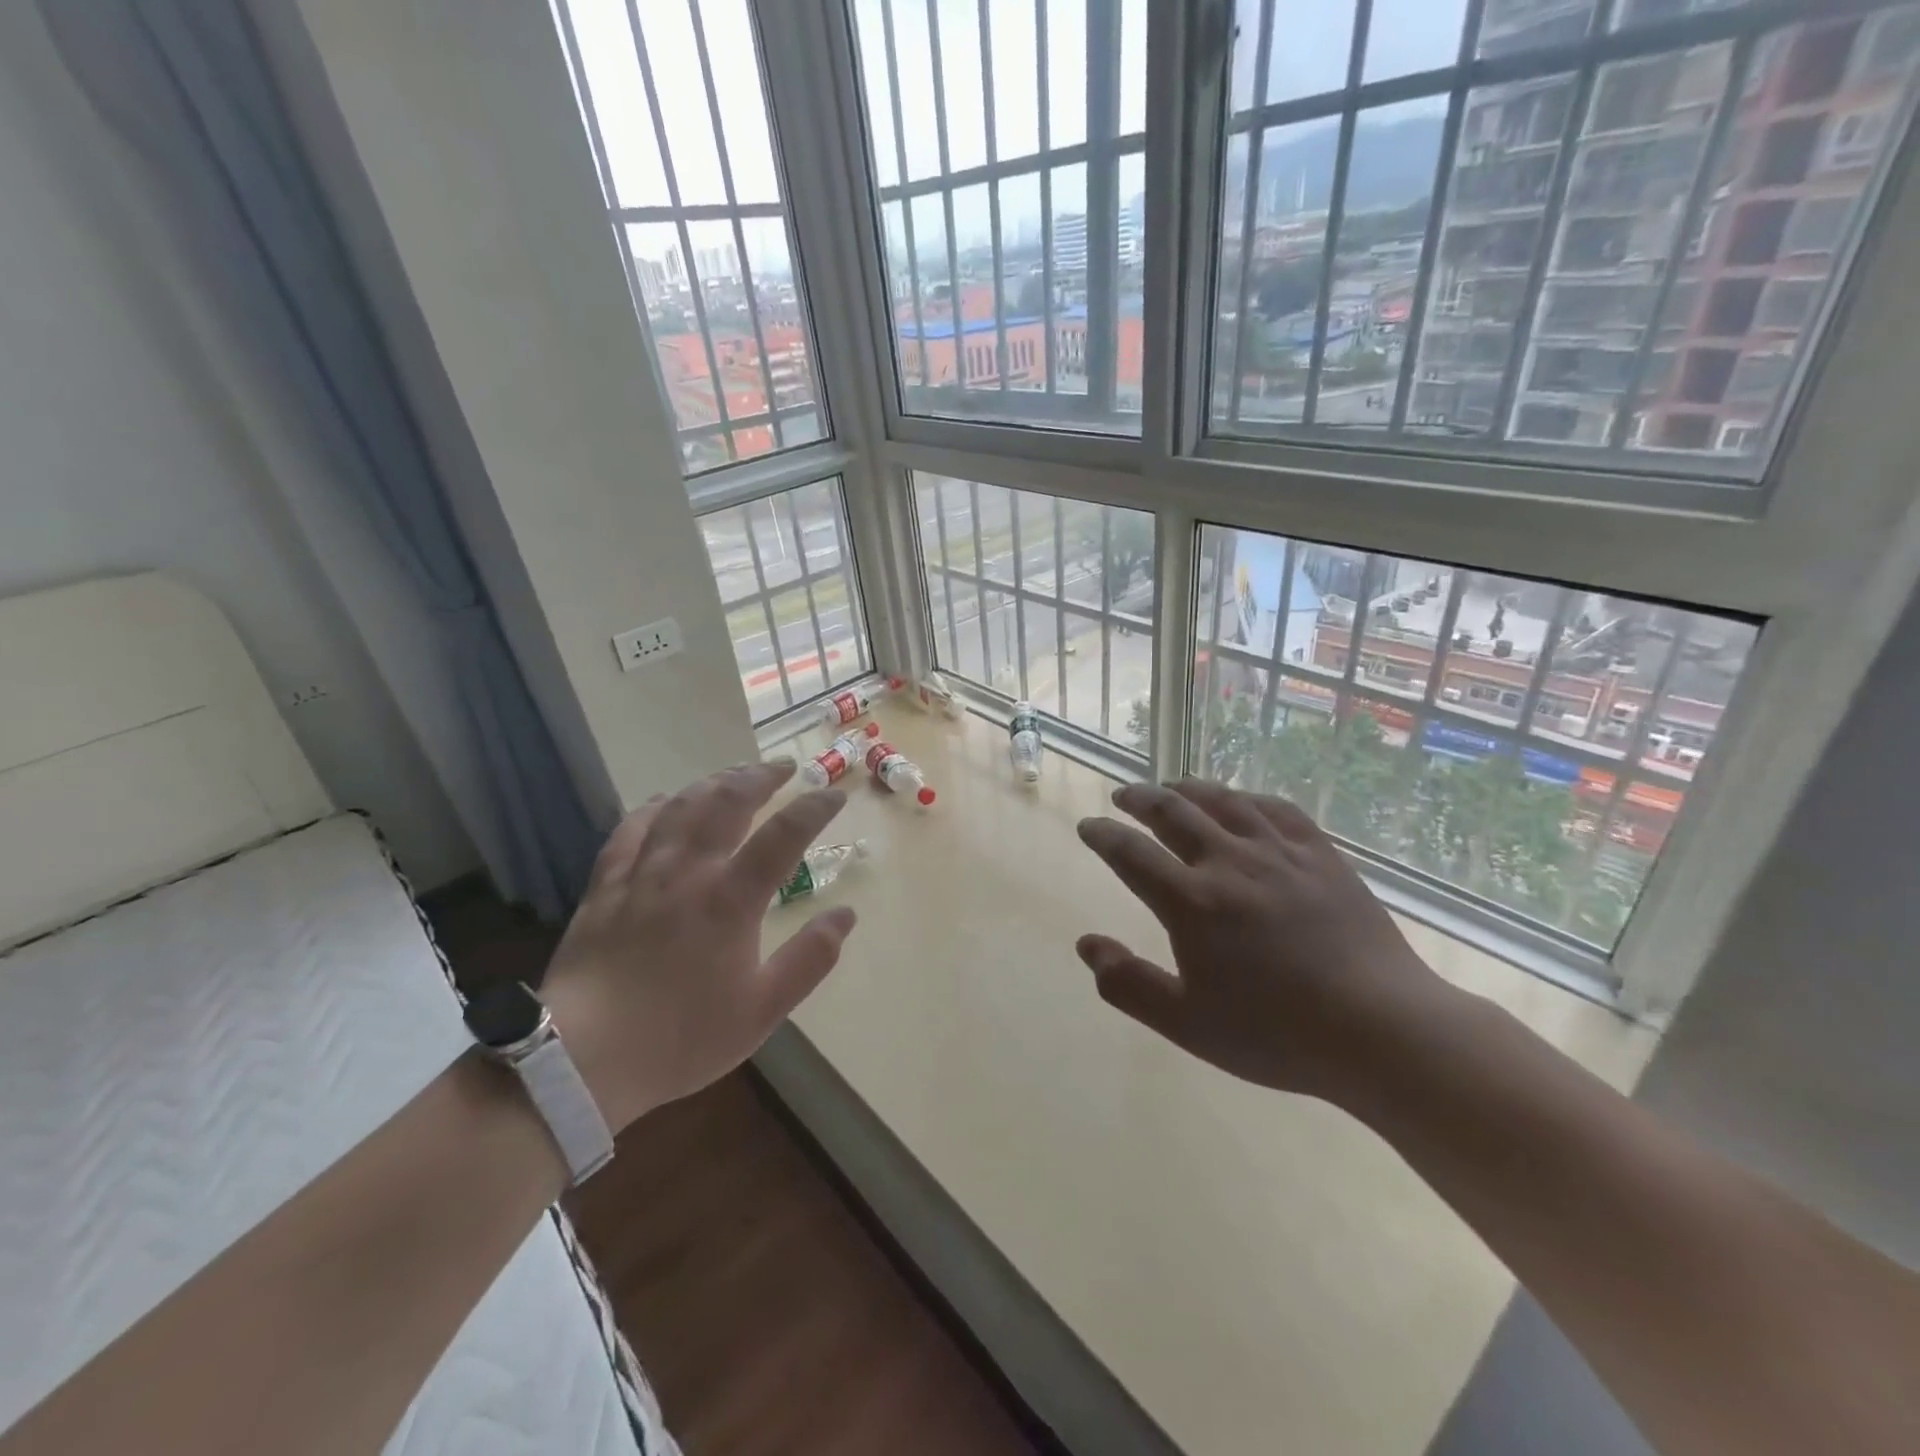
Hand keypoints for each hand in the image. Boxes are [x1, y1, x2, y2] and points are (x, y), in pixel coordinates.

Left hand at [541, 761, 856, 1131]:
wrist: (582, 1059)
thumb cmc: (681, 1036)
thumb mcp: (763, 1010)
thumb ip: (810, 958)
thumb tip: (846, 914)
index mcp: (732, 899)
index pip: (785, 834)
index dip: (815, 808)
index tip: (835, 796)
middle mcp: (689, 871)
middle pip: (728, 802)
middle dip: (761, 777)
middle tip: (784, 768)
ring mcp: (643, 874)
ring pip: (681, 806)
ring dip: (714, 782)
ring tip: (735, 775)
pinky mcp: (605, 886)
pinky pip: (630, 829)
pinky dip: (653, 807)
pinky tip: (664, 800)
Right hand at [1075, 778, 1446, 1104]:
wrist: (1382, 1030)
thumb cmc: (1277, 1034)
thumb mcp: (1187, 1025)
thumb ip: (1129, 985)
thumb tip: (1086, 945)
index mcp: (1192, 903)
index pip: (1131, 853)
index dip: (1103, 835)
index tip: (1088, 827)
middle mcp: (1229, 863)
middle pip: (1173, 811)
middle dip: (1140, 799)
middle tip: (1124, 796)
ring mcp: (1279, 853)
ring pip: (1223, 801)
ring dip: (1188, 788)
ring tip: (1171, 786)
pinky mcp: (1321, 854)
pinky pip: (1276, 808)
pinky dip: (1246, 797)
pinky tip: (1241, 801)